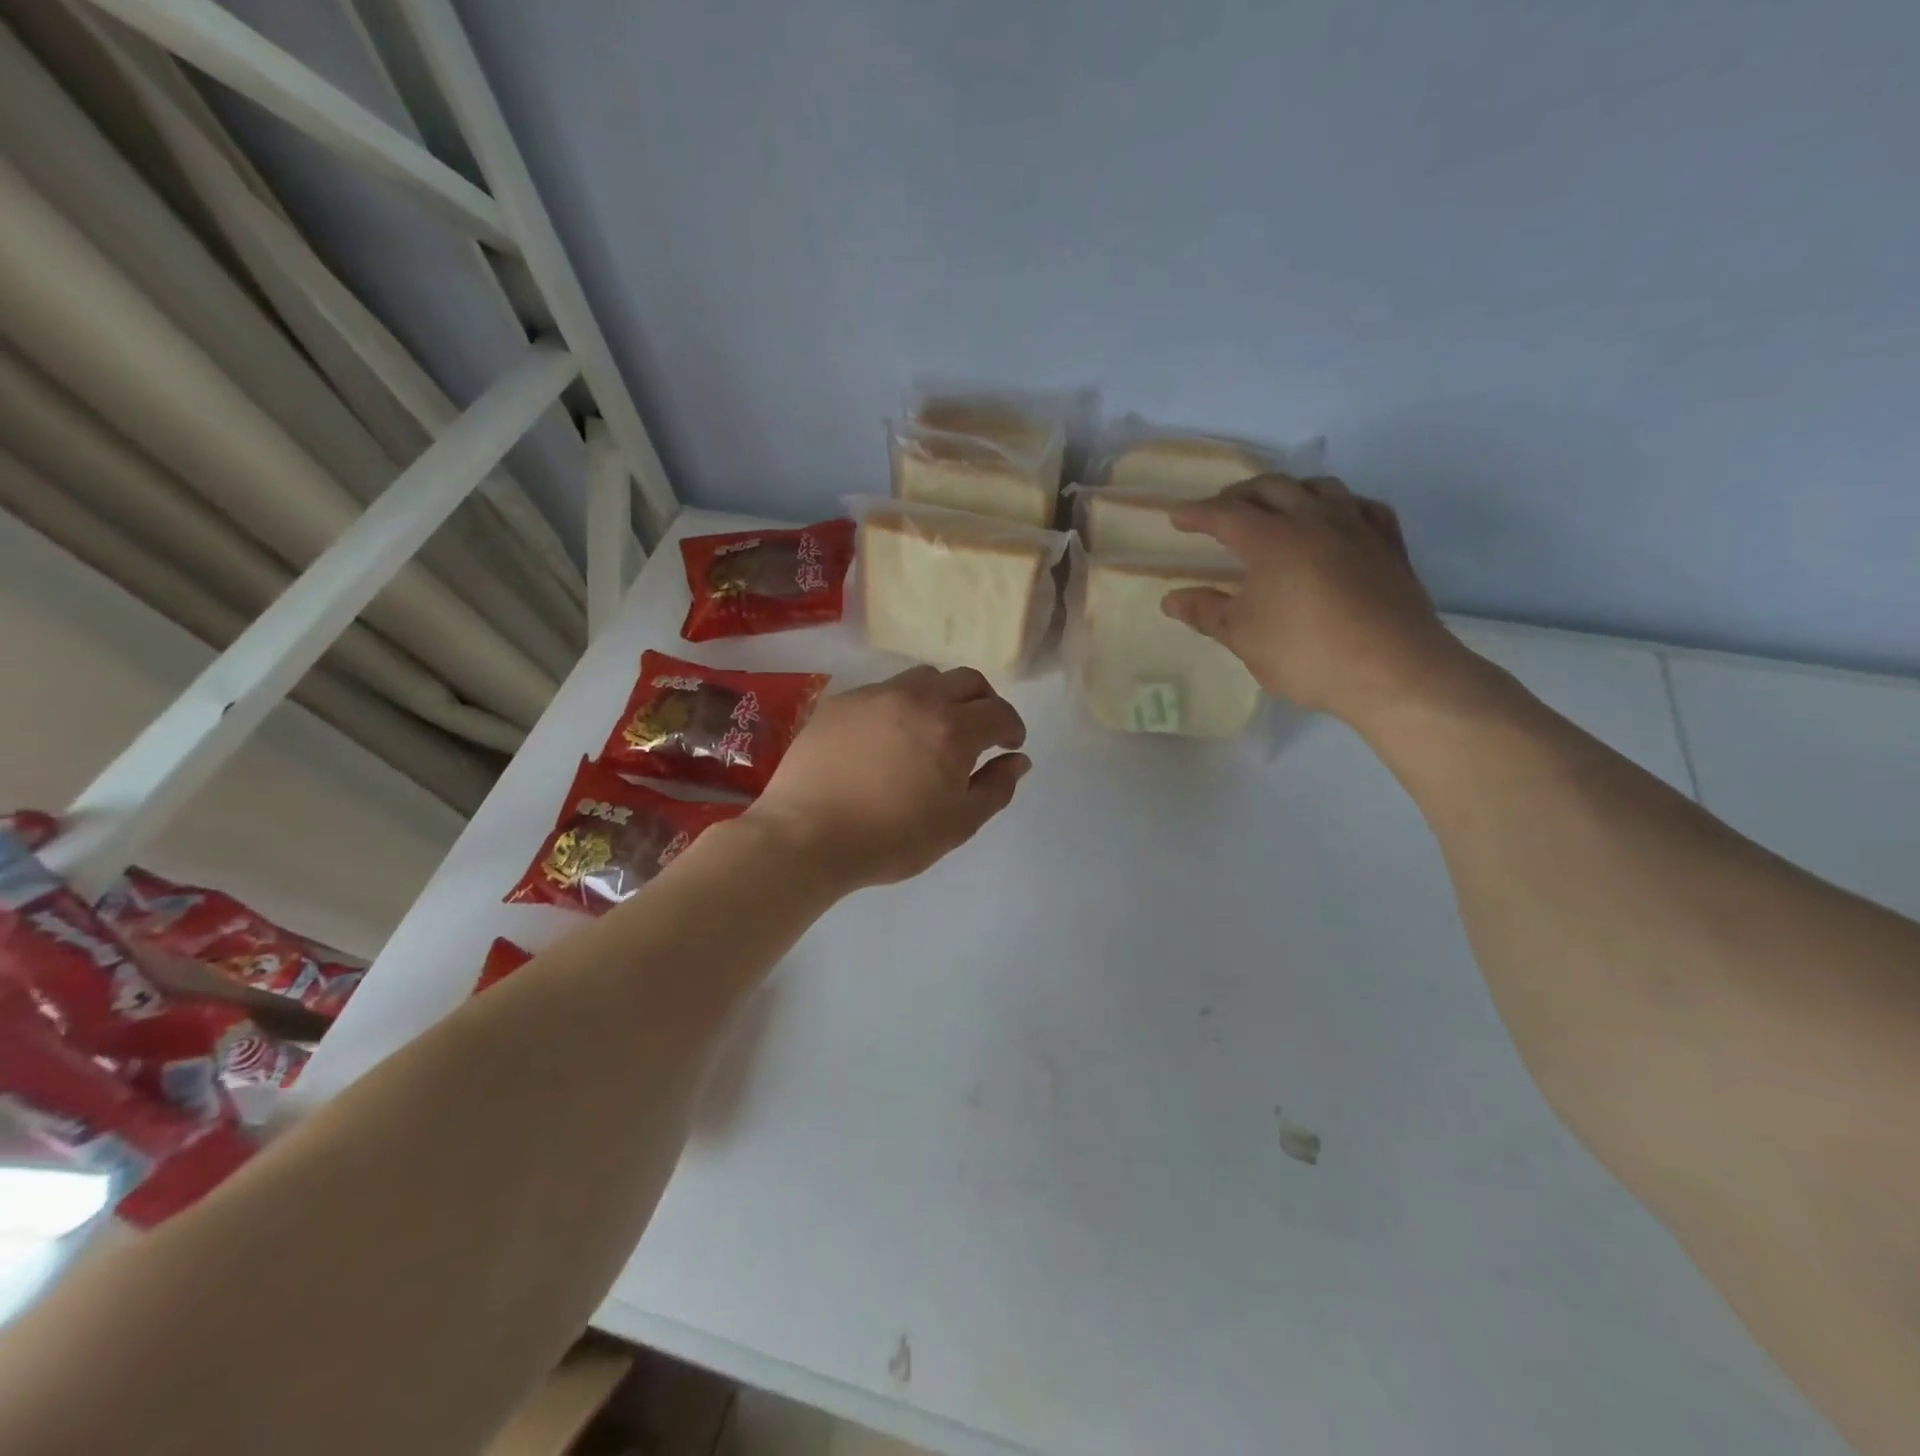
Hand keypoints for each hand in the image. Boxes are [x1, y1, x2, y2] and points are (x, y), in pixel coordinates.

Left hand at [746, 666, 1029, 889]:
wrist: (805, 835)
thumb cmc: (890, 838)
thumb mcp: (957, 825)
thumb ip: (995, 788)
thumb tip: (1018, 761)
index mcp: (953, 728)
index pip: (999, 711)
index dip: (1012, 727)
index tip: (1009, 745)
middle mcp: (917, 698)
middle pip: (966, 680)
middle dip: (983, 701)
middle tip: (980, 730)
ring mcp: (875, 695)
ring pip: (922, 678)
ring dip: (941, 696)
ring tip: (932, 729)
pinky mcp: (840, 702)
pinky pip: (882, 692)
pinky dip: (899, 706)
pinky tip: (885, 738)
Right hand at [1162, 475, 1482, 726]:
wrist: (1393, 670)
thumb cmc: (1306, 653)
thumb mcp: (1244, 637)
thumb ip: (1206, 613)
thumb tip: (1171, 600)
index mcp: (1271, 539)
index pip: (1225, 514)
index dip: (1196, 513)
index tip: (1176, 517)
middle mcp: (1313, 520)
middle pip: (1271, 488)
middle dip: (1239, 494)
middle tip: (1219, 511)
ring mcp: (1357, 528)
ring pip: (1319, 487)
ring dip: (1288, 491)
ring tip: (1275, 508)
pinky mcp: (1389, 544)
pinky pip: (1361, 506)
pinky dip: (1339, 505)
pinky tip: (1335, 520)